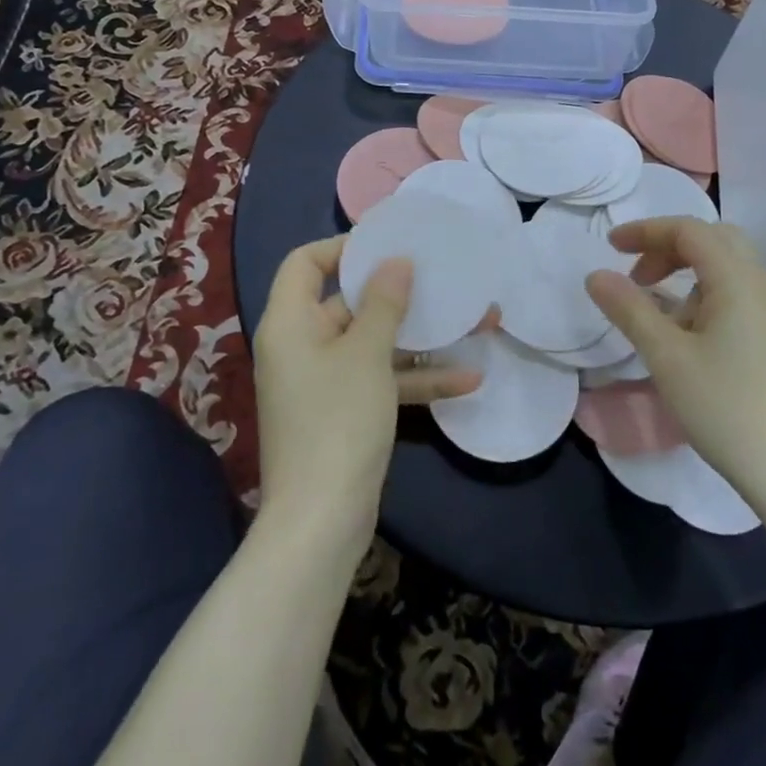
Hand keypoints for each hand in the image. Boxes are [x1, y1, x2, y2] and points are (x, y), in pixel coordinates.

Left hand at [251, 237, 481, 548]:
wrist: (321, 521)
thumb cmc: (338, 421)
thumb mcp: (366, 354)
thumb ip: (384, 302)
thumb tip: (396, 261)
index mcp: (291, 322)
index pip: (305, 262)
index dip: (343, 246)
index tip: (389, 245)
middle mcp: (301, 346)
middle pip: (346, 302)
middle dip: (398, 294)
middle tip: (440, 277)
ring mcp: (323, 382)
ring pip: (372, 344)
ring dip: (419, 338)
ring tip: (474, 322)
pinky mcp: (344, 412)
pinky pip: (380, 380)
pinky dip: (415, 378)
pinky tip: (467, 379)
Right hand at [584, 219, 765, 522]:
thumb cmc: (726, 408)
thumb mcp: (666, 357)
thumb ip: (629, 309)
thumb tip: (597, 275)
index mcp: (739, 279)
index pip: (689, 230)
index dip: (645, 230)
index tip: (609, 246)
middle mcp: (765, 285)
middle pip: (714, 241)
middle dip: (670, 249)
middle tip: (638, 278)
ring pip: (730, 271)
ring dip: (689, 277)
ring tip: (662, 322)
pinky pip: (743, 298)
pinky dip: (710, 299)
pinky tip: (696, 344)